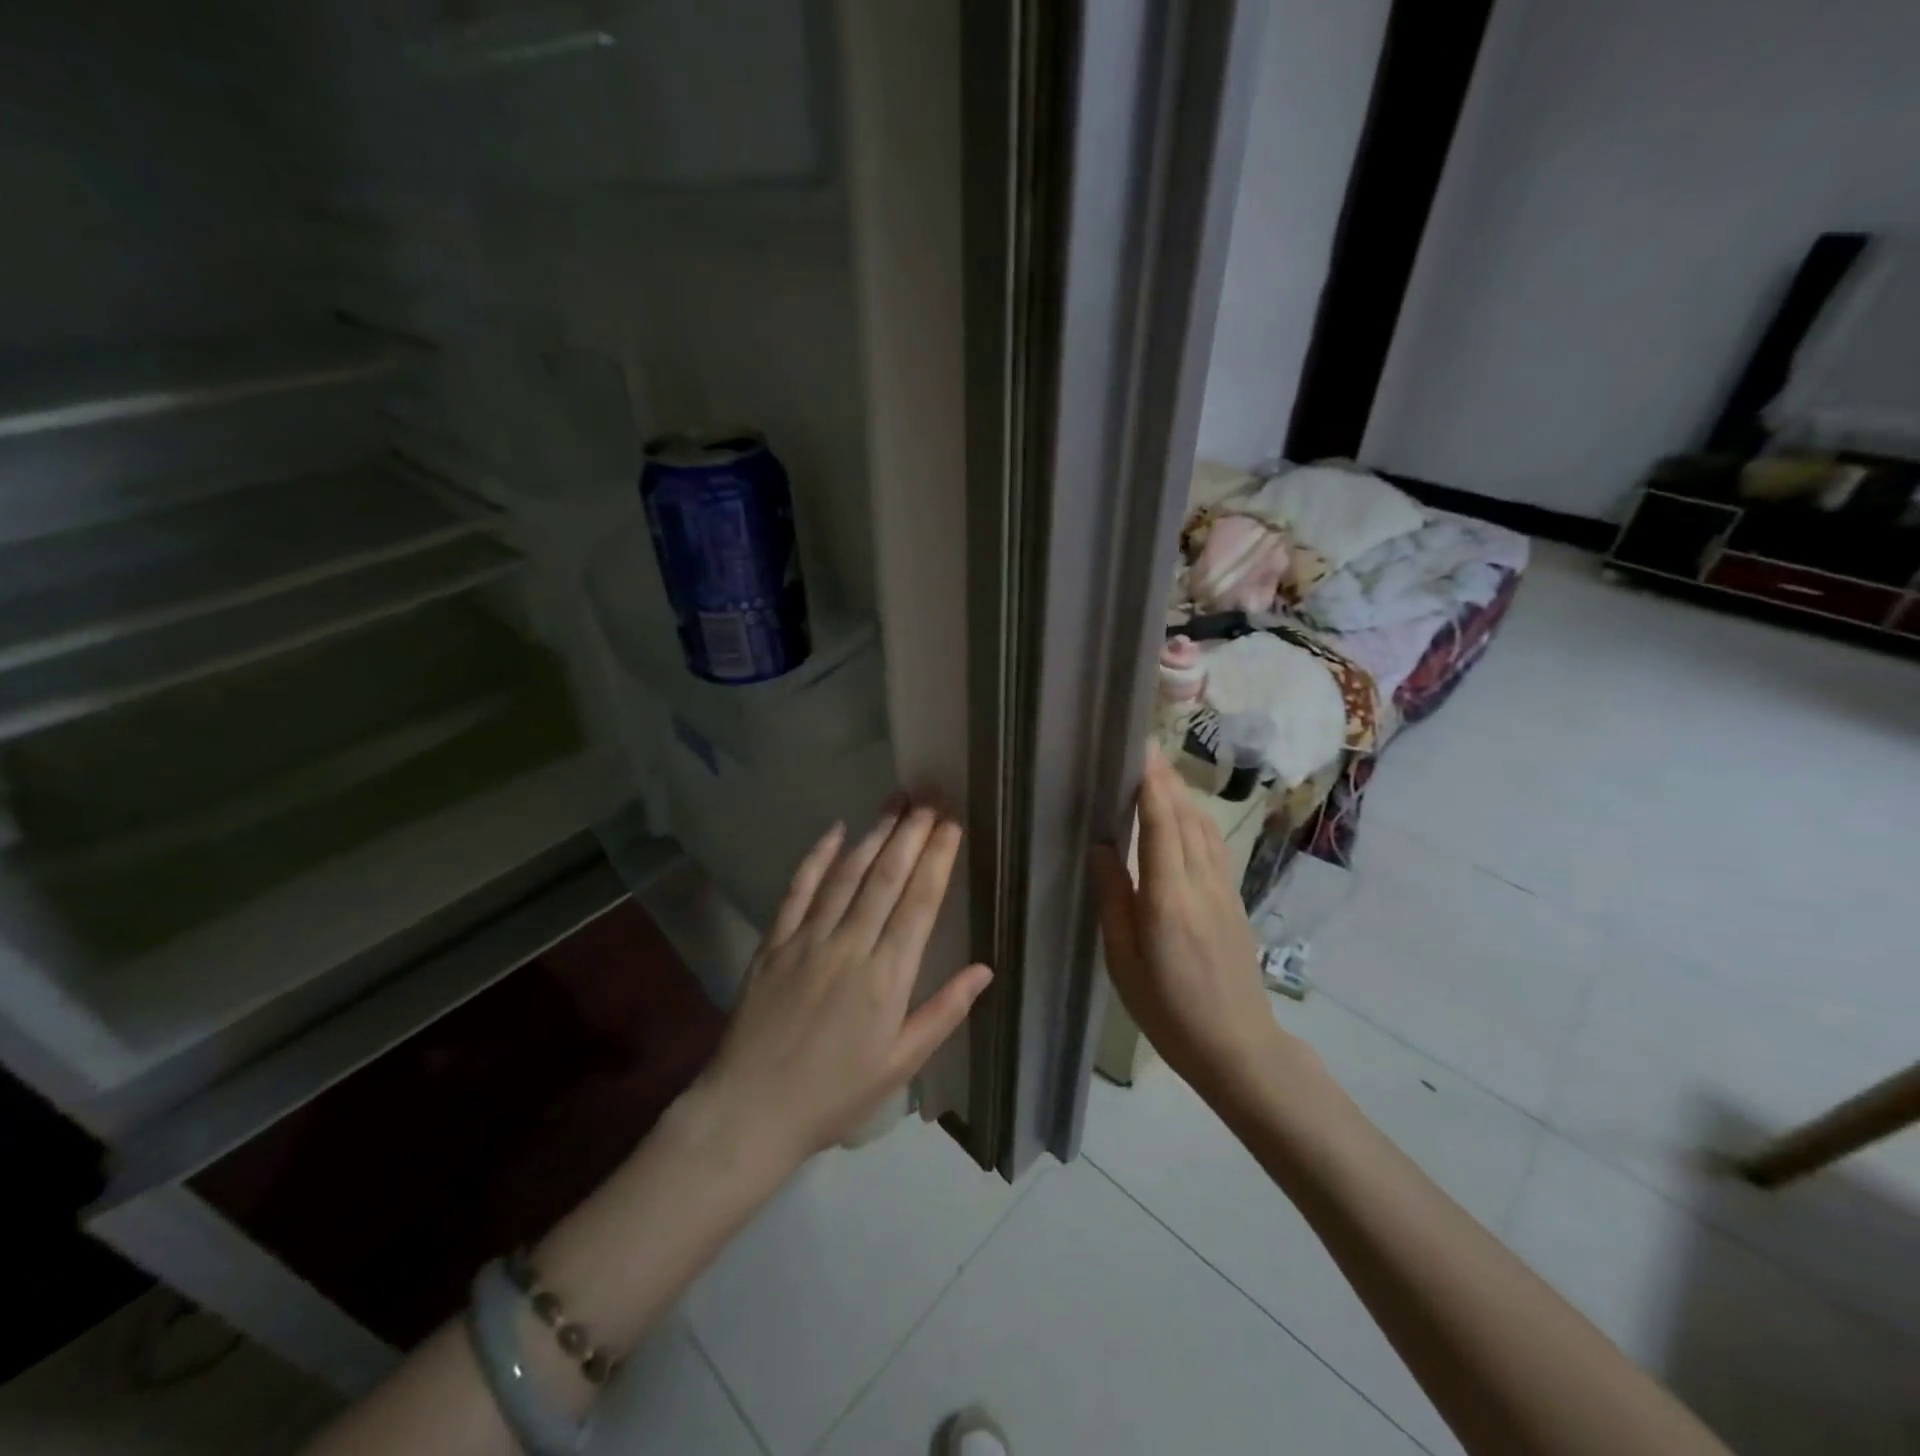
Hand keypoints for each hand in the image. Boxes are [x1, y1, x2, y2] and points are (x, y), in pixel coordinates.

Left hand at [695, 801, 993, 1169]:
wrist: (751, 1112)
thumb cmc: (835, 1094)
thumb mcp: (900, 1065)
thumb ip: (944, 1012)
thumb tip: (985, 970)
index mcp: (887, 978)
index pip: (919, 904)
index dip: (937, 859)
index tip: (951, 825)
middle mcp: (849, 947)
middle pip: (885, 878)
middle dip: (911, 834)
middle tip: (930, 799)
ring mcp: (807, 940)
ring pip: (847, 875)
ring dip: (874, 834)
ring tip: (896, 802)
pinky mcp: (773, 943)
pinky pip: (797, 890)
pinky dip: (817, 857)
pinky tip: (834, 829)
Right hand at [1092, 745, 1298, 1105]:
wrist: (1238, 1046)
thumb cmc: (1168, 1011)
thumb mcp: (1124, 962)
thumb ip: (1114, 899)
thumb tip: (1101, 847)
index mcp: (1168, 899)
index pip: (1161, 825)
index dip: (1152, 784)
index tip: (1140, 750)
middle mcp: (1201, 884)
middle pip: (1185, 817)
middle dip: (1166, 780)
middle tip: (1143, 750)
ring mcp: (1224, 890)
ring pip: (1204, 828)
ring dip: (1183, 796)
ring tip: (1160, 775)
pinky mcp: (1234, 900)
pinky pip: (1215, 846)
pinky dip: (1197, 819)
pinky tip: (1185, 817)